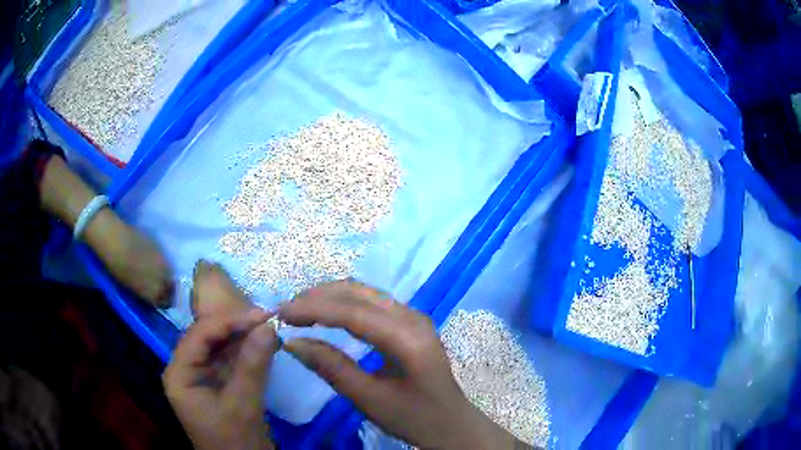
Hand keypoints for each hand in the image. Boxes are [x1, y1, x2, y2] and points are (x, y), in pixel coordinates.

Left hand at [163, 309, 278, 449]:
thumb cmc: (235, 442)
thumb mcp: (243, 405)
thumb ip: (253, 365)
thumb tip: (268, 327)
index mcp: (179, 373)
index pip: (199, 335)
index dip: (229, 321)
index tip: (262, 314)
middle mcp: (185, 369)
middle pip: (207, 337)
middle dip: (236, 327)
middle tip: (267, 318)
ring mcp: (200, 376)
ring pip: (219, 346)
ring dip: (243, 337)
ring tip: (268, 327)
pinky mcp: (215, 383)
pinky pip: (228, 360)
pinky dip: (246, 351)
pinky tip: (263, 344)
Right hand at [279, 280, 521, 449]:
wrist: (452, 424)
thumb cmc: (415, 417)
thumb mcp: (370, 400)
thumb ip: (332, 369)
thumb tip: (292, 343)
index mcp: (409, 339)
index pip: (354, 313)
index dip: (314, 309)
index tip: (281, 314)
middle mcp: (413, 317)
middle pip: (359, 293)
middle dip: (318, 297)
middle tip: (285, 311)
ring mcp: (413, 316)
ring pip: (364, 292)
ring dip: (329, 296)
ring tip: (299, 310)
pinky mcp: (409, 322)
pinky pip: (371, 302)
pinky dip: (343, 303)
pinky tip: (326, 313)